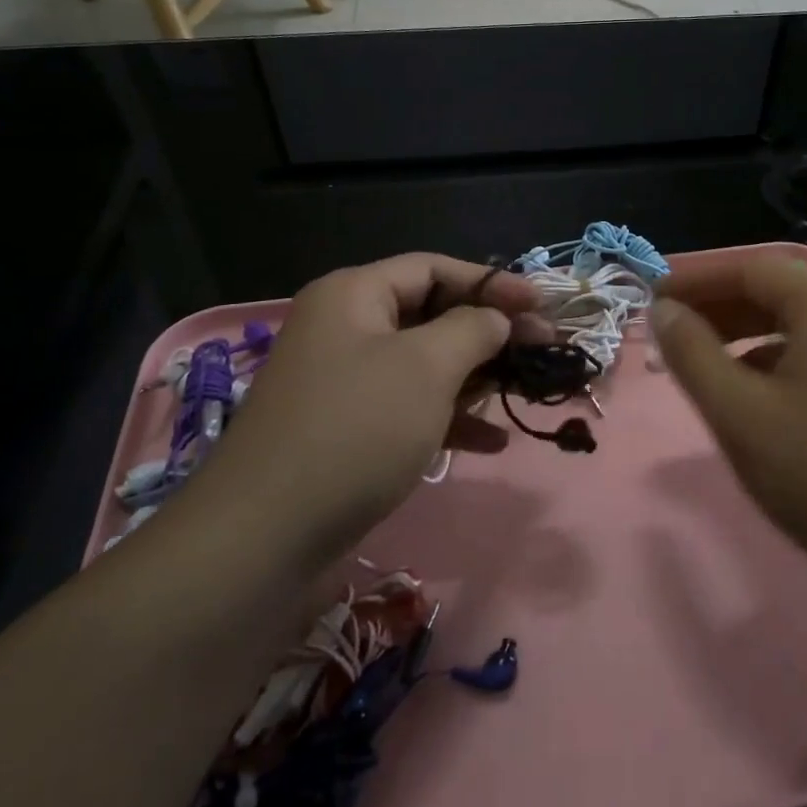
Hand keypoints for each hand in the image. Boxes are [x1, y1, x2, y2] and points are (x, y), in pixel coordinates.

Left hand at [193, 254, 541, 569]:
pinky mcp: (349, 430)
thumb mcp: (426, 367)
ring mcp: (345, 382)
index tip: (542, 305)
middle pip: (432, 315)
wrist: (264, 538)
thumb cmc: (355, 429)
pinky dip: (451, 419)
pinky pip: (410, 408)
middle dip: (490, 333)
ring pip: (426, 365)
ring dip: (477, 378)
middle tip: (543, 349)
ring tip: (525, 393)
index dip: (492, 282)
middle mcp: (346, 329)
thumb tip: (497, 319)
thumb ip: (473, 329)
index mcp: (354, 295)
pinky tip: (493, 443)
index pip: (434, 268)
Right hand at [652, 253, 806, 597]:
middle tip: (669, 330)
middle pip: (773, 290)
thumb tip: (663, 310)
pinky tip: (747, 391)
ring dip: (741, 333)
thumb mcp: (739, 413)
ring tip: (698, 360)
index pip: (749, 268)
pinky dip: (770, 358)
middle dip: (716, 306)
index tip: (650, 299)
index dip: (695, 279)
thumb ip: (692, 354)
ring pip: (792, 322)